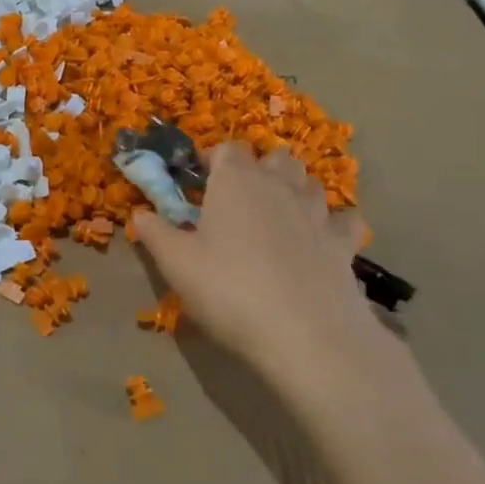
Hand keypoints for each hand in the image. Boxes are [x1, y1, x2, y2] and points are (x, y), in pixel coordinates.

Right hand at [134, 143, 399, 392]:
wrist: (306, 335)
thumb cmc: (230, 290)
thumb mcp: (176, 264)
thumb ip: (155, 232)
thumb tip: (140, 213)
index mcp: (236, 180)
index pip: (227, 148)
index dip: (212, 160)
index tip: (198, 182)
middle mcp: (279, 184)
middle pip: (274, 157)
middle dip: (258, 169)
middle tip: (238, 200)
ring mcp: (317, 212)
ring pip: (309, 182)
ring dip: (293, 190)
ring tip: (276, 217)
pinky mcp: (344, 243)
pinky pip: (342, 220)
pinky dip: (331, 224)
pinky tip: (319, 241)